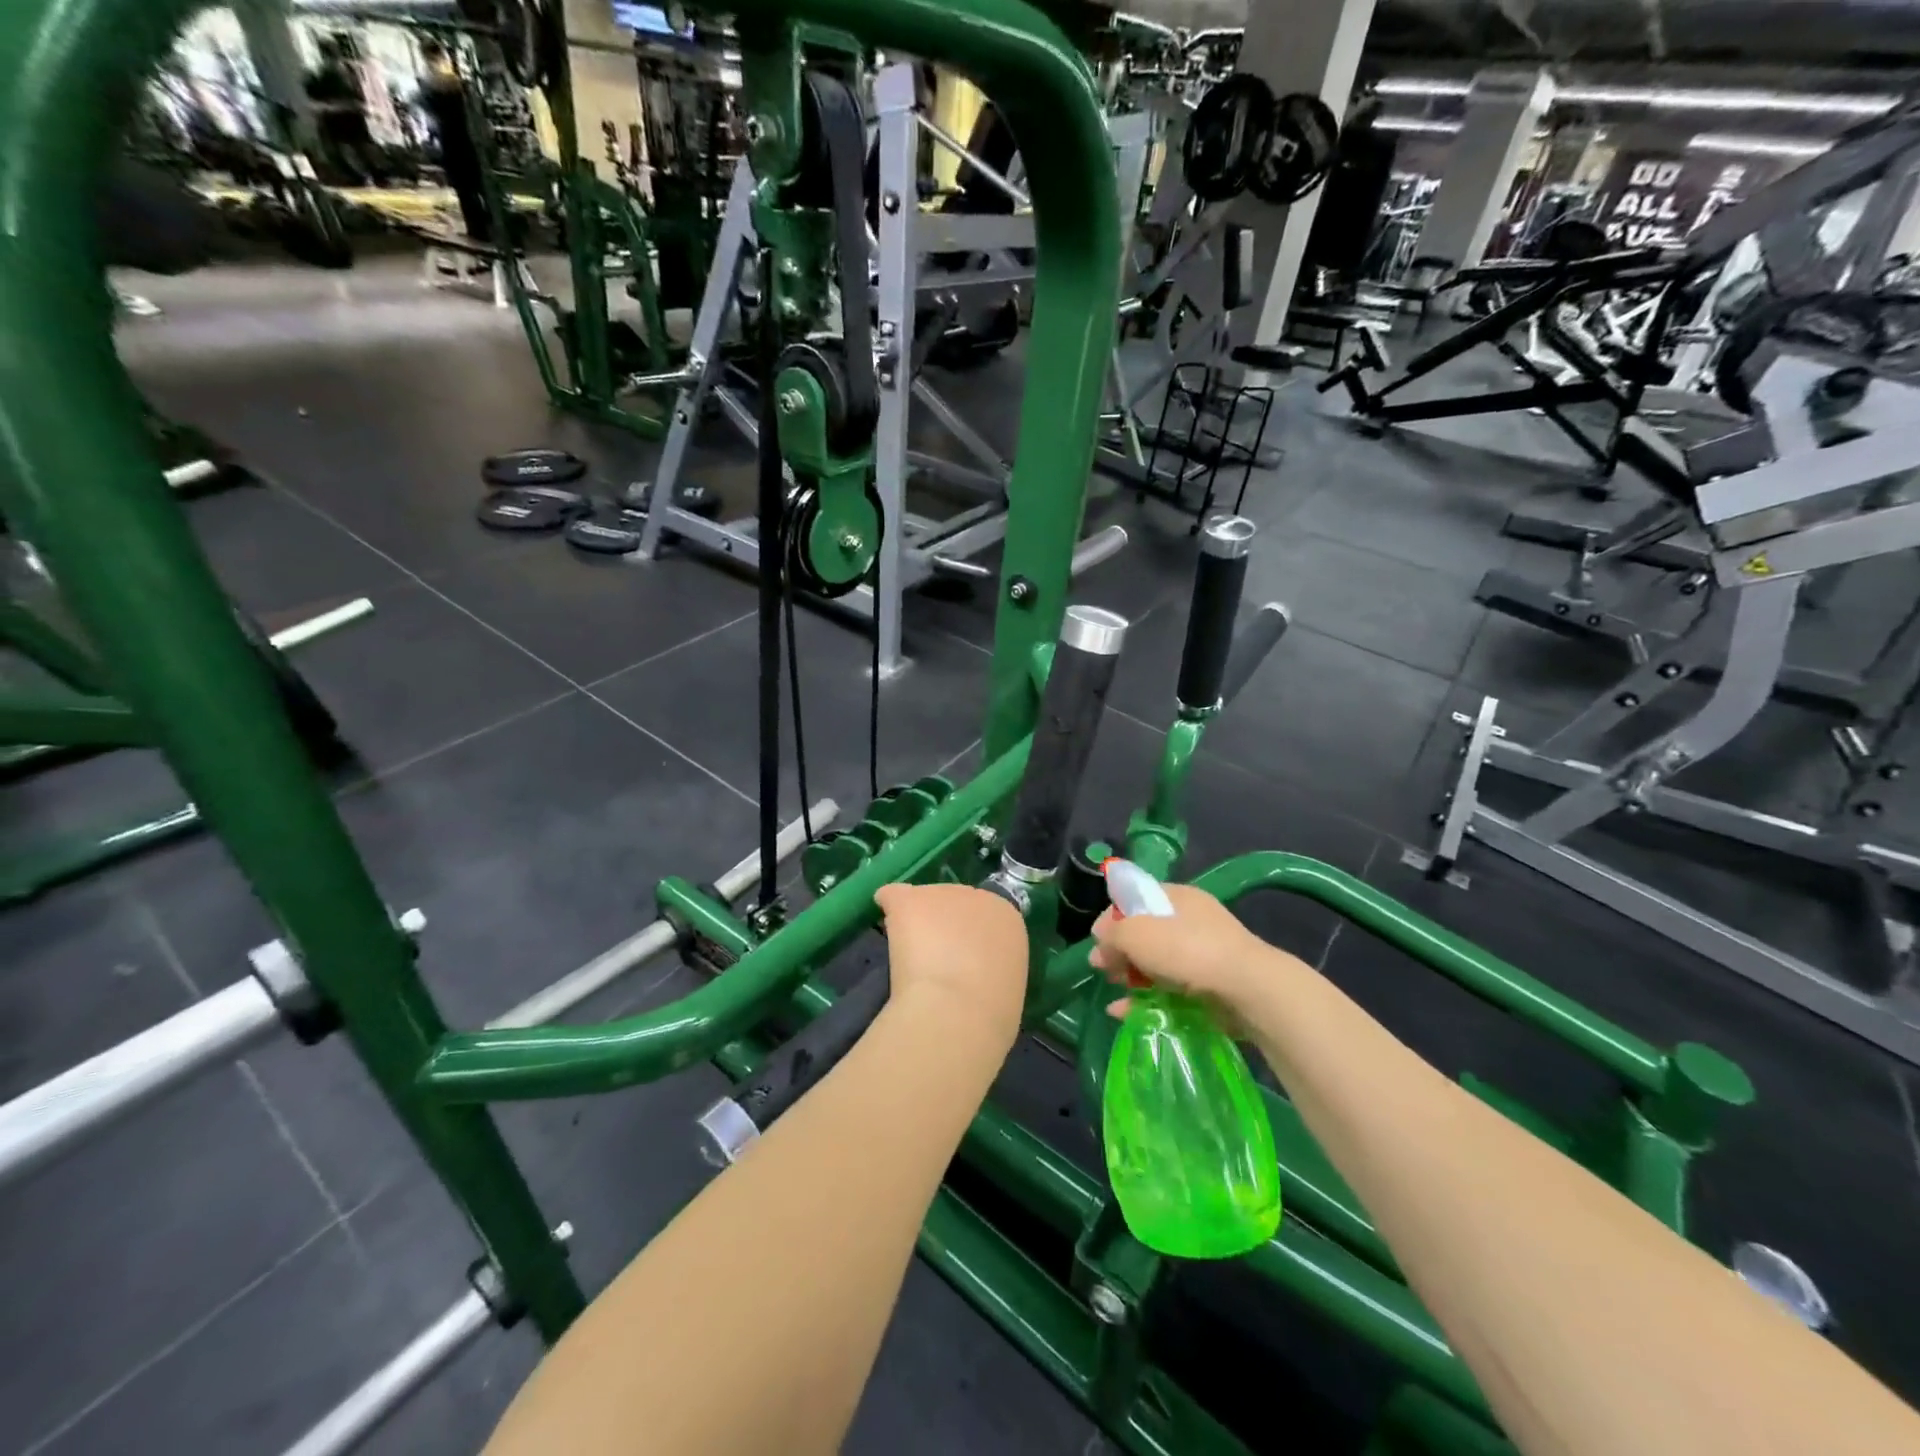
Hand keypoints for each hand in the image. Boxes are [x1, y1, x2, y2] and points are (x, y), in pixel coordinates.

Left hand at [874, 882, 1026, 1047]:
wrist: (959, 1011)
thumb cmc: (989, 1012)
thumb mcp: (1004, 984)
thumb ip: (989, 966)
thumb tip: (973, 973)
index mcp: (1007, 918)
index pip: (982, 916)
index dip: (966, 938)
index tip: (959, 960)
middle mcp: (978, 896)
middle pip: (952, 903)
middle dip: (941, 927)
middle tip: (933, 962)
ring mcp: (942, 894)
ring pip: (923, 902)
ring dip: (915, 924)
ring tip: (909, 958)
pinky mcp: (910, 900)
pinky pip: (892, 896)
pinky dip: (887, 908)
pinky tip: (885, 930)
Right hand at [1091, 883, 1281, 1021]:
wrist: (1248, 990)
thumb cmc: (1187, 950)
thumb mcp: (1137, 933)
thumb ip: (1112, 934)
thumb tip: (1100, 939)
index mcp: (1176, 897)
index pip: (1135, 898)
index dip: (1112, 917)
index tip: (1098, 940)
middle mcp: (1190, 921)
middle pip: (1144, 932)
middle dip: (1119, 950)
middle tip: (1102, 968)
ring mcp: (1202, 955)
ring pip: (1155, 962)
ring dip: (1130, 976)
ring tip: (1114, 990)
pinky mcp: (1208, 986)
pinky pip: (1169, 989)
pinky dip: (1146, 998)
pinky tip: (1124, 1012)